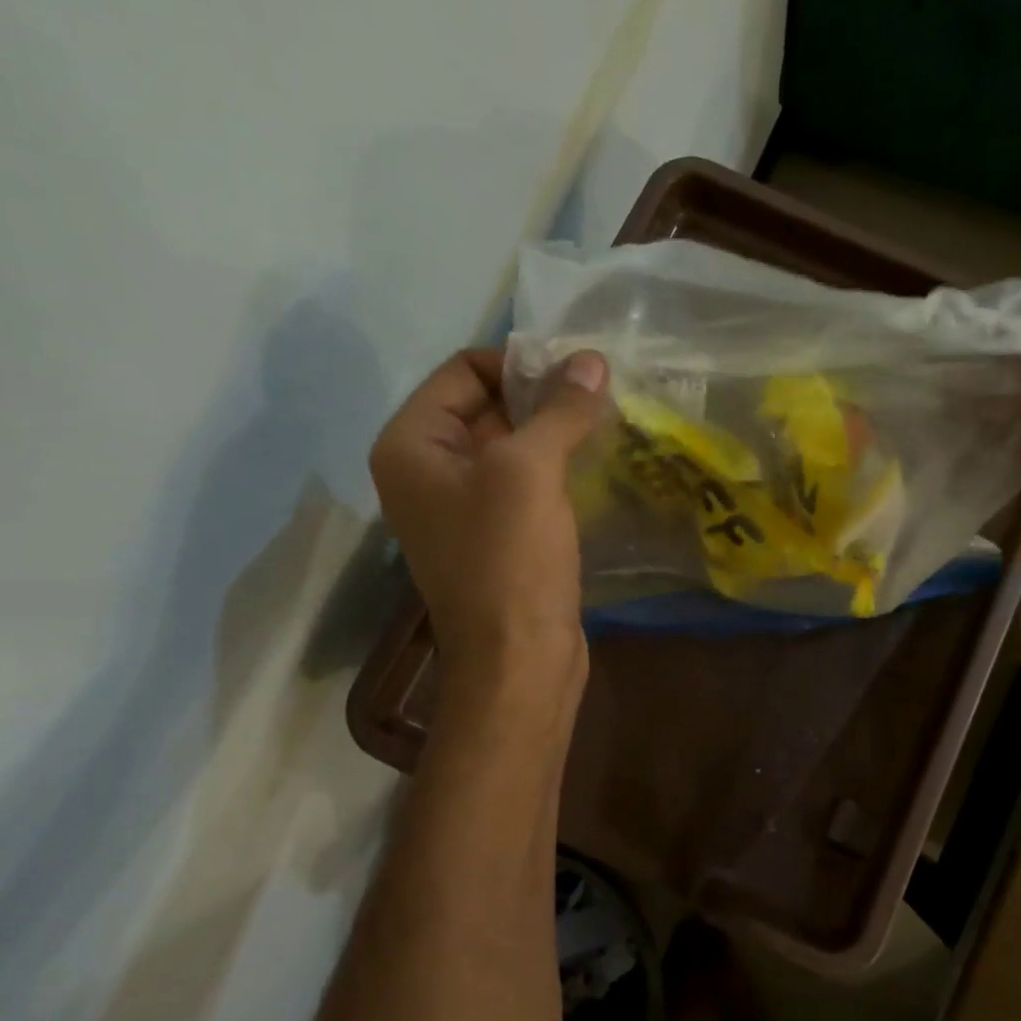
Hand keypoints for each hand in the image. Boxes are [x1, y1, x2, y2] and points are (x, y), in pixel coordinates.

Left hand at [369, 347, 607, 697]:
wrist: (520, 660)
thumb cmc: (510, 560)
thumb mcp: (530, 472)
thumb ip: (559, 410)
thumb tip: (591, 359)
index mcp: (412, 445)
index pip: (465, 371)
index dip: (521, 363)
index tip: (579, 372)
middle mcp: (428, 470)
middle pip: (488, 406)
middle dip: (543, 397)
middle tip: (602, 393)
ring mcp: (462, 507)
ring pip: (513, 447)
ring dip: (556, 433)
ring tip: (608, 423)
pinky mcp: (498, 537)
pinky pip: (526, 484)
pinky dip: (557, 469)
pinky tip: (598, 465)